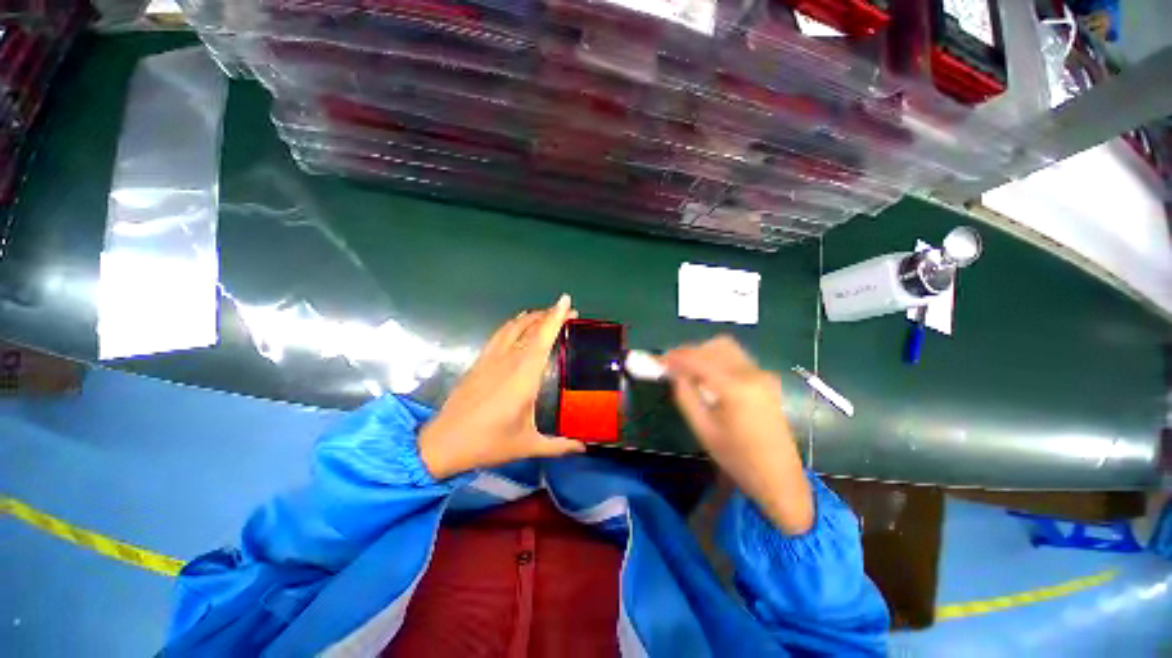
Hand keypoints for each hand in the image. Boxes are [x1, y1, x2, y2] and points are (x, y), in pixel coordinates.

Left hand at [419, 295, 585, 479]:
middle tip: (567, 312)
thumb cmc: (489, 443)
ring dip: (532, 316)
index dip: (555, 317)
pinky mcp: (479, 361)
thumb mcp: (528, 445)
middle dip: (549, 314)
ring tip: (546, 314)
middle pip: (530, 327)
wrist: (443, 443)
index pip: (542, 338)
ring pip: (513, 326)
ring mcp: (491, 358)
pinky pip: (500, 334)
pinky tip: (518, 324)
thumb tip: (584, 447)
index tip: (566, 301)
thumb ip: (560, 445)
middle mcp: (508, 360)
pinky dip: (513, 323)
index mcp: (524, 376)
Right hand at [662, 337, 812, 534]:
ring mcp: (762, 374)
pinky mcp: (766, 379)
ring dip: (703, 352)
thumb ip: (685, 396)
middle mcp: (751, 373)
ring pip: (727, 348)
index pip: (698, 360)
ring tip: (687, 367)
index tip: (658, 360)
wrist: (779, 477)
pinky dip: (717, 358)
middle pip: (713, 347)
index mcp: (735, 388)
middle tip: (671, 364)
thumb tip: (674, 373)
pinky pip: (737, 358)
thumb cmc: (737, 458)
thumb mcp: (703, 429)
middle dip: (689, 351)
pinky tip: (707, 373)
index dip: (675, 357)